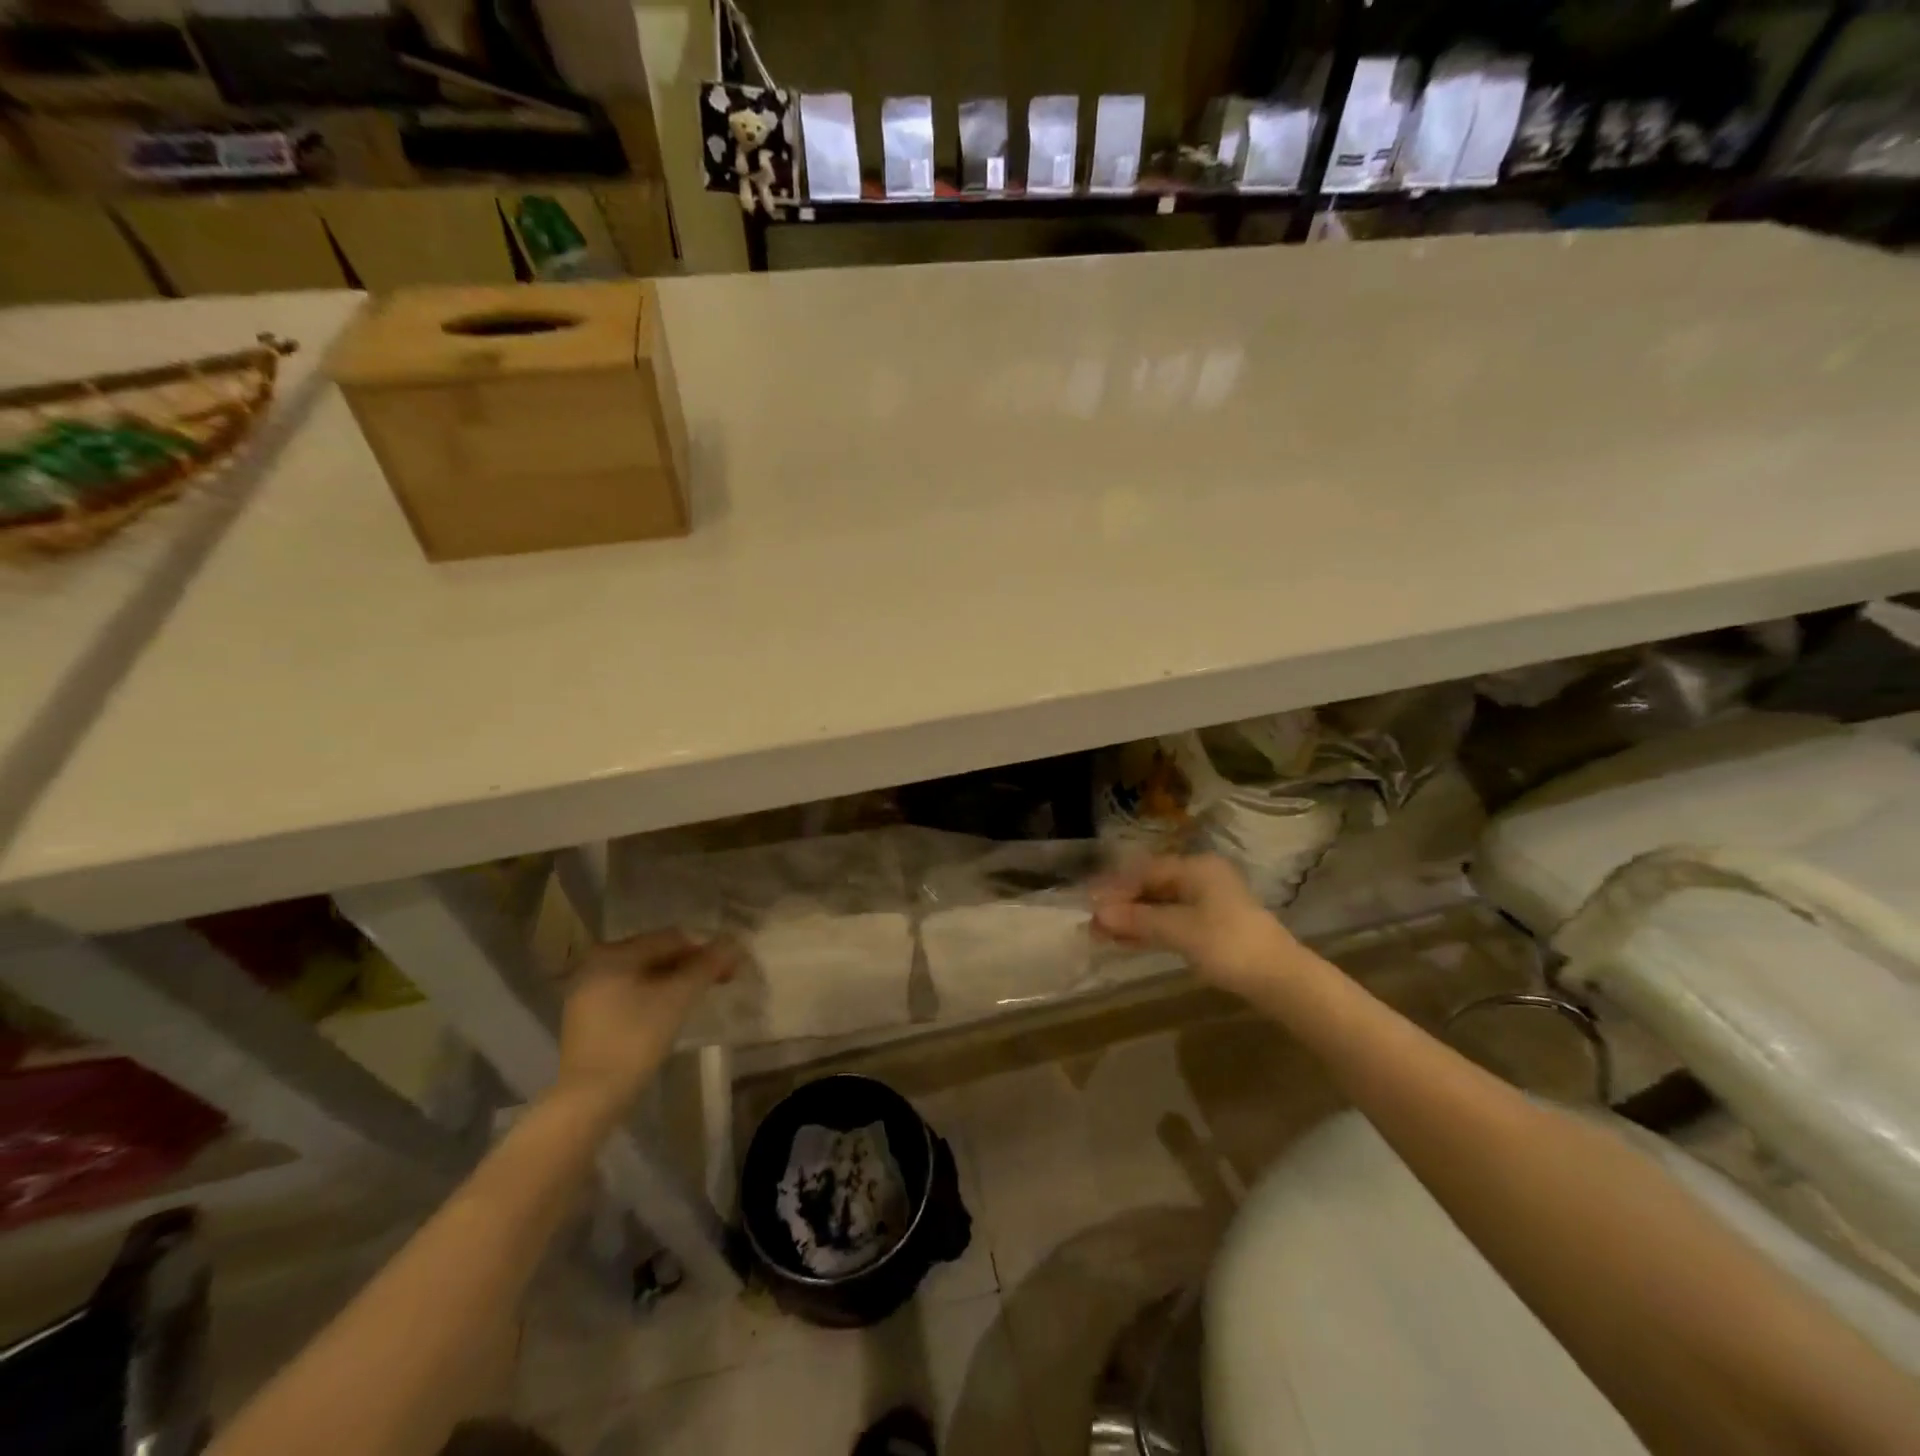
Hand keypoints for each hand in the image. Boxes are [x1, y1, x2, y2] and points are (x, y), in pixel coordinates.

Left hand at [554, 930, 739, 1113]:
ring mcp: (586, 991)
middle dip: (689, 966)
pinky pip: (628, 993)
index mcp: (614, 952)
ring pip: (642, 975)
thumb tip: (732, 943)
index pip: (671, 939)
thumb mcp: (677, 998)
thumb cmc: (635, 1039)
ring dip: (672, 982)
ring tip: (694, 999)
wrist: (589, 1097)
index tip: (728, 971)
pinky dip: (651, 997)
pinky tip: (666, 1013)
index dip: (705, 951)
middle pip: (655, 954)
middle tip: (716, 983)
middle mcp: (595, 963)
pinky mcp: (586, 1016)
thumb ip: (706, 966)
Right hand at [1091, 854, 1300, 999]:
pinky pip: (1171, 921)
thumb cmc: (1229, 945)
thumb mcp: (1179, 931)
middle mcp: (1201, 878)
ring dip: (1132, 919)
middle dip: (1121, 905)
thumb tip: (1098, 914)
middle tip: (1092, 923)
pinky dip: (1149, 930)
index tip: (1088, 902)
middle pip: (1152, 887)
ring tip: (1102, 936)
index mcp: (1196, 868)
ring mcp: (1207, 903)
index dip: (1115, 887)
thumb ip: (1138, 920)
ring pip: (1160, 906)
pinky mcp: (1211, 927)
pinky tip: (1126, 942)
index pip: (1146, 871)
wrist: (1281, 980)